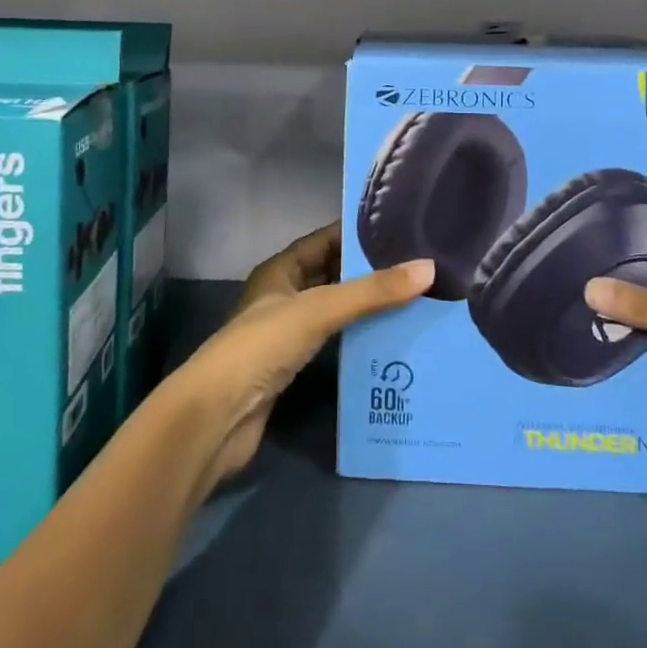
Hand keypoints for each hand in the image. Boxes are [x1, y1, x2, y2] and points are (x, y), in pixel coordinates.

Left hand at [170, 224, 432, 493]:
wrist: (217, 417)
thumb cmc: (262, 346)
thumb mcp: (319, 309)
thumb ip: (372, 292)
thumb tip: (429, 268)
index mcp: (280, 270)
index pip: (324, 240)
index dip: (357, 233)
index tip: (400, 229)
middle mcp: (283, 296)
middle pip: (332, 275)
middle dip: (368, 272)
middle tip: (417, 267)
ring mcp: (286, 334)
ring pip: (334, 311)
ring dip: (366, 308)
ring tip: (414, 300)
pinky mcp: (292, 369)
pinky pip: (332, 343)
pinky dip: (357, 340)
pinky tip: (389, 342)